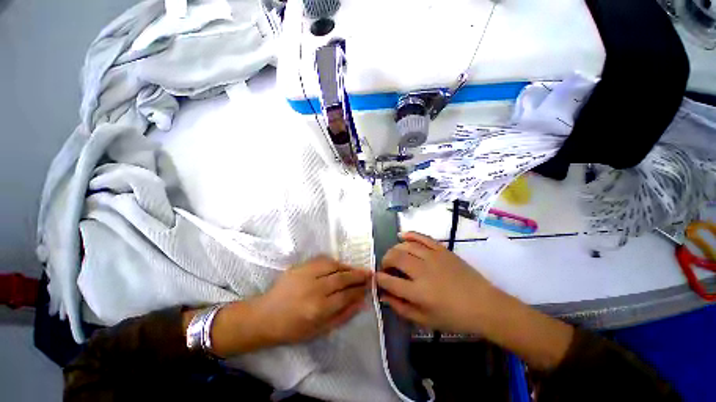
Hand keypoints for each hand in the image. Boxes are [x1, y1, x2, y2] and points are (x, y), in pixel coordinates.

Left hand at [253, 256, 370, 343]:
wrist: (265, 316)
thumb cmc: (292, 329)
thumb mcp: (320, 330)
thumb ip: (343, 315)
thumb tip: (361, 302)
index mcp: (318, 309)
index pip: (346, 295)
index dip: (359, 290)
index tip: (369, 286)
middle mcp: (314, 289)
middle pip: (342, 278)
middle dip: (358, 275)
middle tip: (369, 274)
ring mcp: (306, 274)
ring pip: (333, 265)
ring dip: (348, 267)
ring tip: (357, 269)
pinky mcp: (300, 266)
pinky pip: (322, 260)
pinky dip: (334, 261)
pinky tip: (340, 265)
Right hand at [376, 231, 494, 333]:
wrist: (484, 305)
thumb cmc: (454, 317)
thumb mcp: (425, 320)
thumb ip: (401, 308)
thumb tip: (384, 296)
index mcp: (418, 292)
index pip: (389, 281)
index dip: (379, 279)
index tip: (377, 278)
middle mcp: (422, 271)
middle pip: (395, 257)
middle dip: (385, 260)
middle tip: (386, 267)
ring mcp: (433, 257)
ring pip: (406, 245)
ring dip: (395, 249)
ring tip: (394, 255)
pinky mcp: (442, 249)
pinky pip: (422, 237)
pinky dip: (410, 234)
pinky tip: (401, 235)